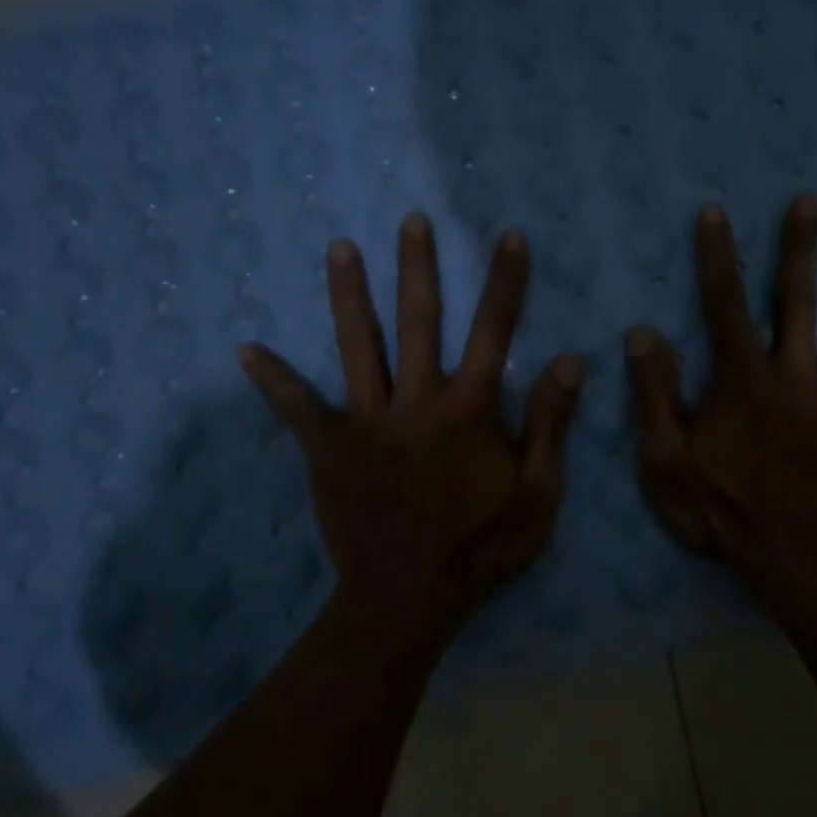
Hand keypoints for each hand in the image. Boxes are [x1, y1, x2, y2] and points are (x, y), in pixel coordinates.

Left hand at [240, 213, 583, 646]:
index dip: (504, 282)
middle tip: (411, 220)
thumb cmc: (482, 546)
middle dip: (418, 267)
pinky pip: (298, 409)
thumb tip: (569, 358)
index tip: (506, 237)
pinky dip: (274, 380)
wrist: (411, 596)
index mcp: (469, 409)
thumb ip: (550, 423)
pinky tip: (246, 349)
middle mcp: (417, 401)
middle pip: (419, 322)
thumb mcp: (538, 492)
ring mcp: (368, 422)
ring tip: (339, 248)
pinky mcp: (329, 449)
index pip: (493, 332)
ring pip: (359, 347)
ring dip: (349, 296)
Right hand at [626, 195, 816, 621]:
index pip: (725, 306)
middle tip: (809, 201)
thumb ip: (656, 396)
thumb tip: (642, 333)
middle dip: (800, 249)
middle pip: (798, 301)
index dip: (717, 257)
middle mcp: (797, 377)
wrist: (802, 567)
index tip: (715, 212)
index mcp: (745, 382)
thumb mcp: (668, 464)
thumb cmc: (726, 515)